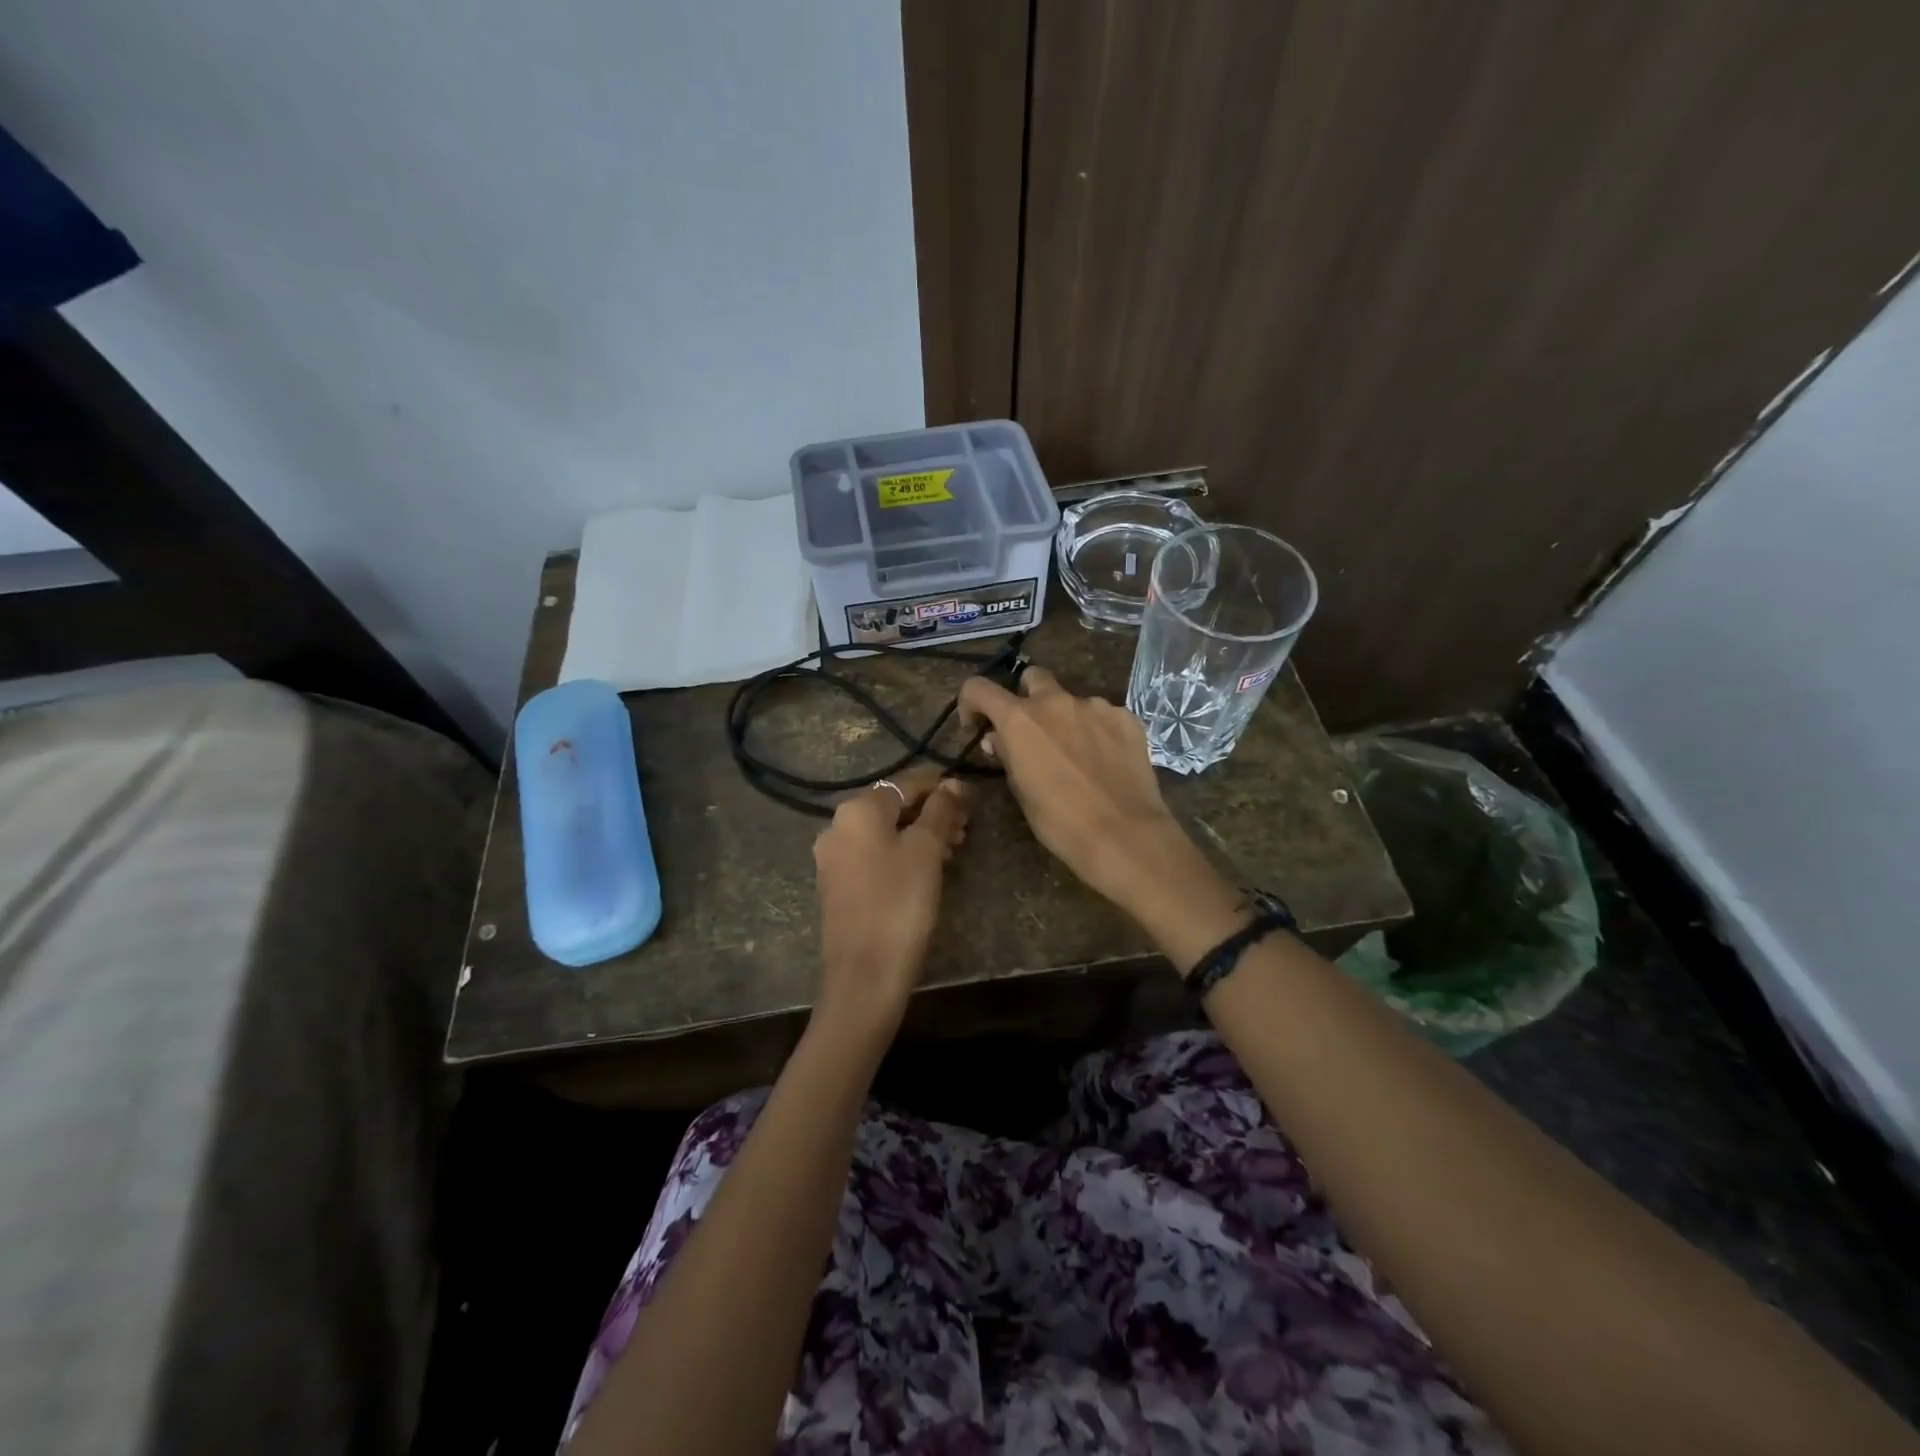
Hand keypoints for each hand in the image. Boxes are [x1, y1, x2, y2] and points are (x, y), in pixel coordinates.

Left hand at [811, 765, 970, 1044]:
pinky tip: (926, 869)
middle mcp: (837, 826)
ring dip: (919, 834)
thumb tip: (952, 784)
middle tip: (964, 829)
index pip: (906, 783)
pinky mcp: (837, 885)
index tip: (970, 800)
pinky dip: (901, 854)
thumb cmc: (900, 903)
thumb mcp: (927, 850)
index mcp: (857, 810)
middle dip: (931, 813)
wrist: (865, 974)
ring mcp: (833, 858)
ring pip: (884, 832)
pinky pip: (874, 855)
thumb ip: (941, 811)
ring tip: (953, 850)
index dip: (940, 787)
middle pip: (893, 807)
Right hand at [958, 669, 1236, 925]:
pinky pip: (1103, 716)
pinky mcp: (1126, 717)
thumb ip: (1008, 756)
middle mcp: (1056, 702)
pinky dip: (1097, 731)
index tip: (977, 725)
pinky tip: (1105, 761)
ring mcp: (1095, 706)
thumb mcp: (1022, 792)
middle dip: (1027, 697)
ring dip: (1066, 720)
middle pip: (1033, 677)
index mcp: (1020, 720)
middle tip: (1032, 732)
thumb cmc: (1061, 822)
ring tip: (1077, 755)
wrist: (1125, 834)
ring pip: (1072, 701)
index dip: (971, 702)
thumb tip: (998, 739)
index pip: (980, 688)